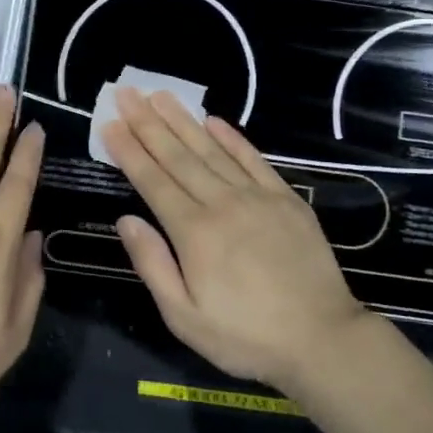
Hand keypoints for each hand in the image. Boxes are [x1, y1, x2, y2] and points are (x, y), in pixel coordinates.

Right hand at [103, 87, 367, 390]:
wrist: (322, 338)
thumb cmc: (245, 336)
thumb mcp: (184, 317)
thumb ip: (153, 265)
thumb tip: (126, 220)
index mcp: (194, 232)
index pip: (153, 180)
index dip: (129, 150)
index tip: (110, 123)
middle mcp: (222, 203)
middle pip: (178, 156)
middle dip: (148, 123)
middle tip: (127, 93)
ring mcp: (257, 197)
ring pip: (212, 150)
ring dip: (183, 121)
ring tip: (161, 95)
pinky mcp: (286, 199)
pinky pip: (253, 159)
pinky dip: (232, 137)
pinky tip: (213, 120)